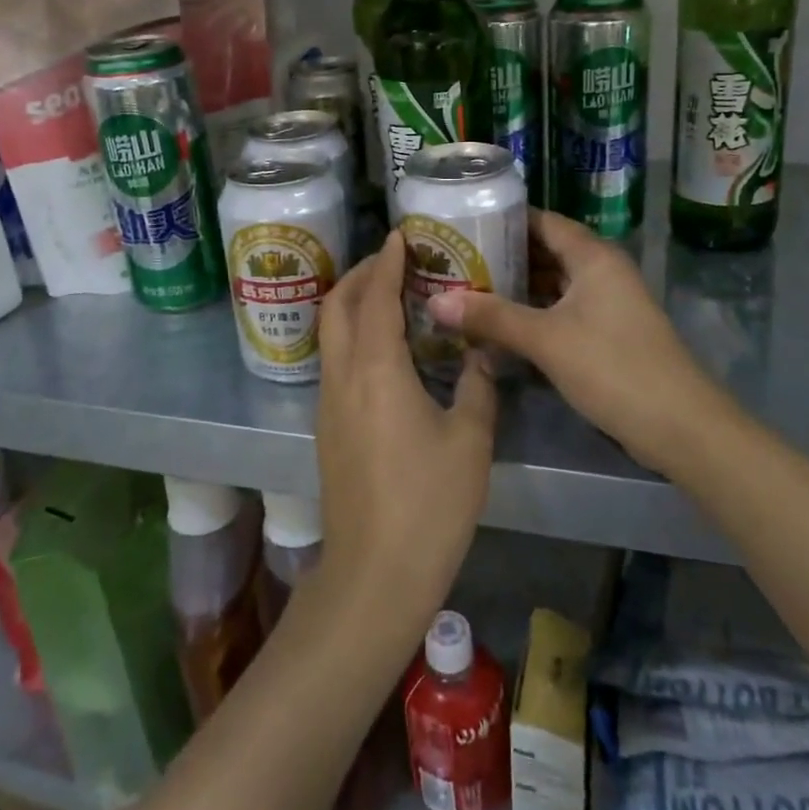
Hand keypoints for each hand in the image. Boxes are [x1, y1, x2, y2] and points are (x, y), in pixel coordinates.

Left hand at [314, 232, 498, 634]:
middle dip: (361, 274)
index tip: (400, 236)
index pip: (376, 297)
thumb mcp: (470, 442)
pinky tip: (383, 349)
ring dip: (353, 303)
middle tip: (393, 260)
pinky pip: (334, 360)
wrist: (375, 573)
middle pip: (337, 306)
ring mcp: (328, 403)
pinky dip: (351, 335)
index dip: (387, 262)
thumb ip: (478, 388)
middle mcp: (343, 376)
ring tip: (389, 295)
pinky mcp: (327, 427)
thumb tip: (481, 355)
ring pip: (330, 333)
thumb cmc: (429, 504)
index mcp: (377, 370)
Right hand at [427, 210, 714, 466]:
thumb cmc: (613, 367)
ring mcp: (606, 303)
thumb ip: (490, 317)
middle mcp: (601, 271)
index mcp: (592, 256)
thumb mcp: (545, 339)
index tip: (461, 223)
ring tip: (466, 290)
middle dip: (502, 256)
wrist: (679, 426)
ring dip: (515, 288)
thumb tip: (434, 302)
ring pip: (552, 284)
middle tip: (453, 261)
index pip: (541, 221)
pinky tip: (498, 325)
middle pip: (545, 251)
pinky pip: (560, 310)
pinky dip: (532, 313)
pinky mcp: (606, 333)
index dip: (503, 220)